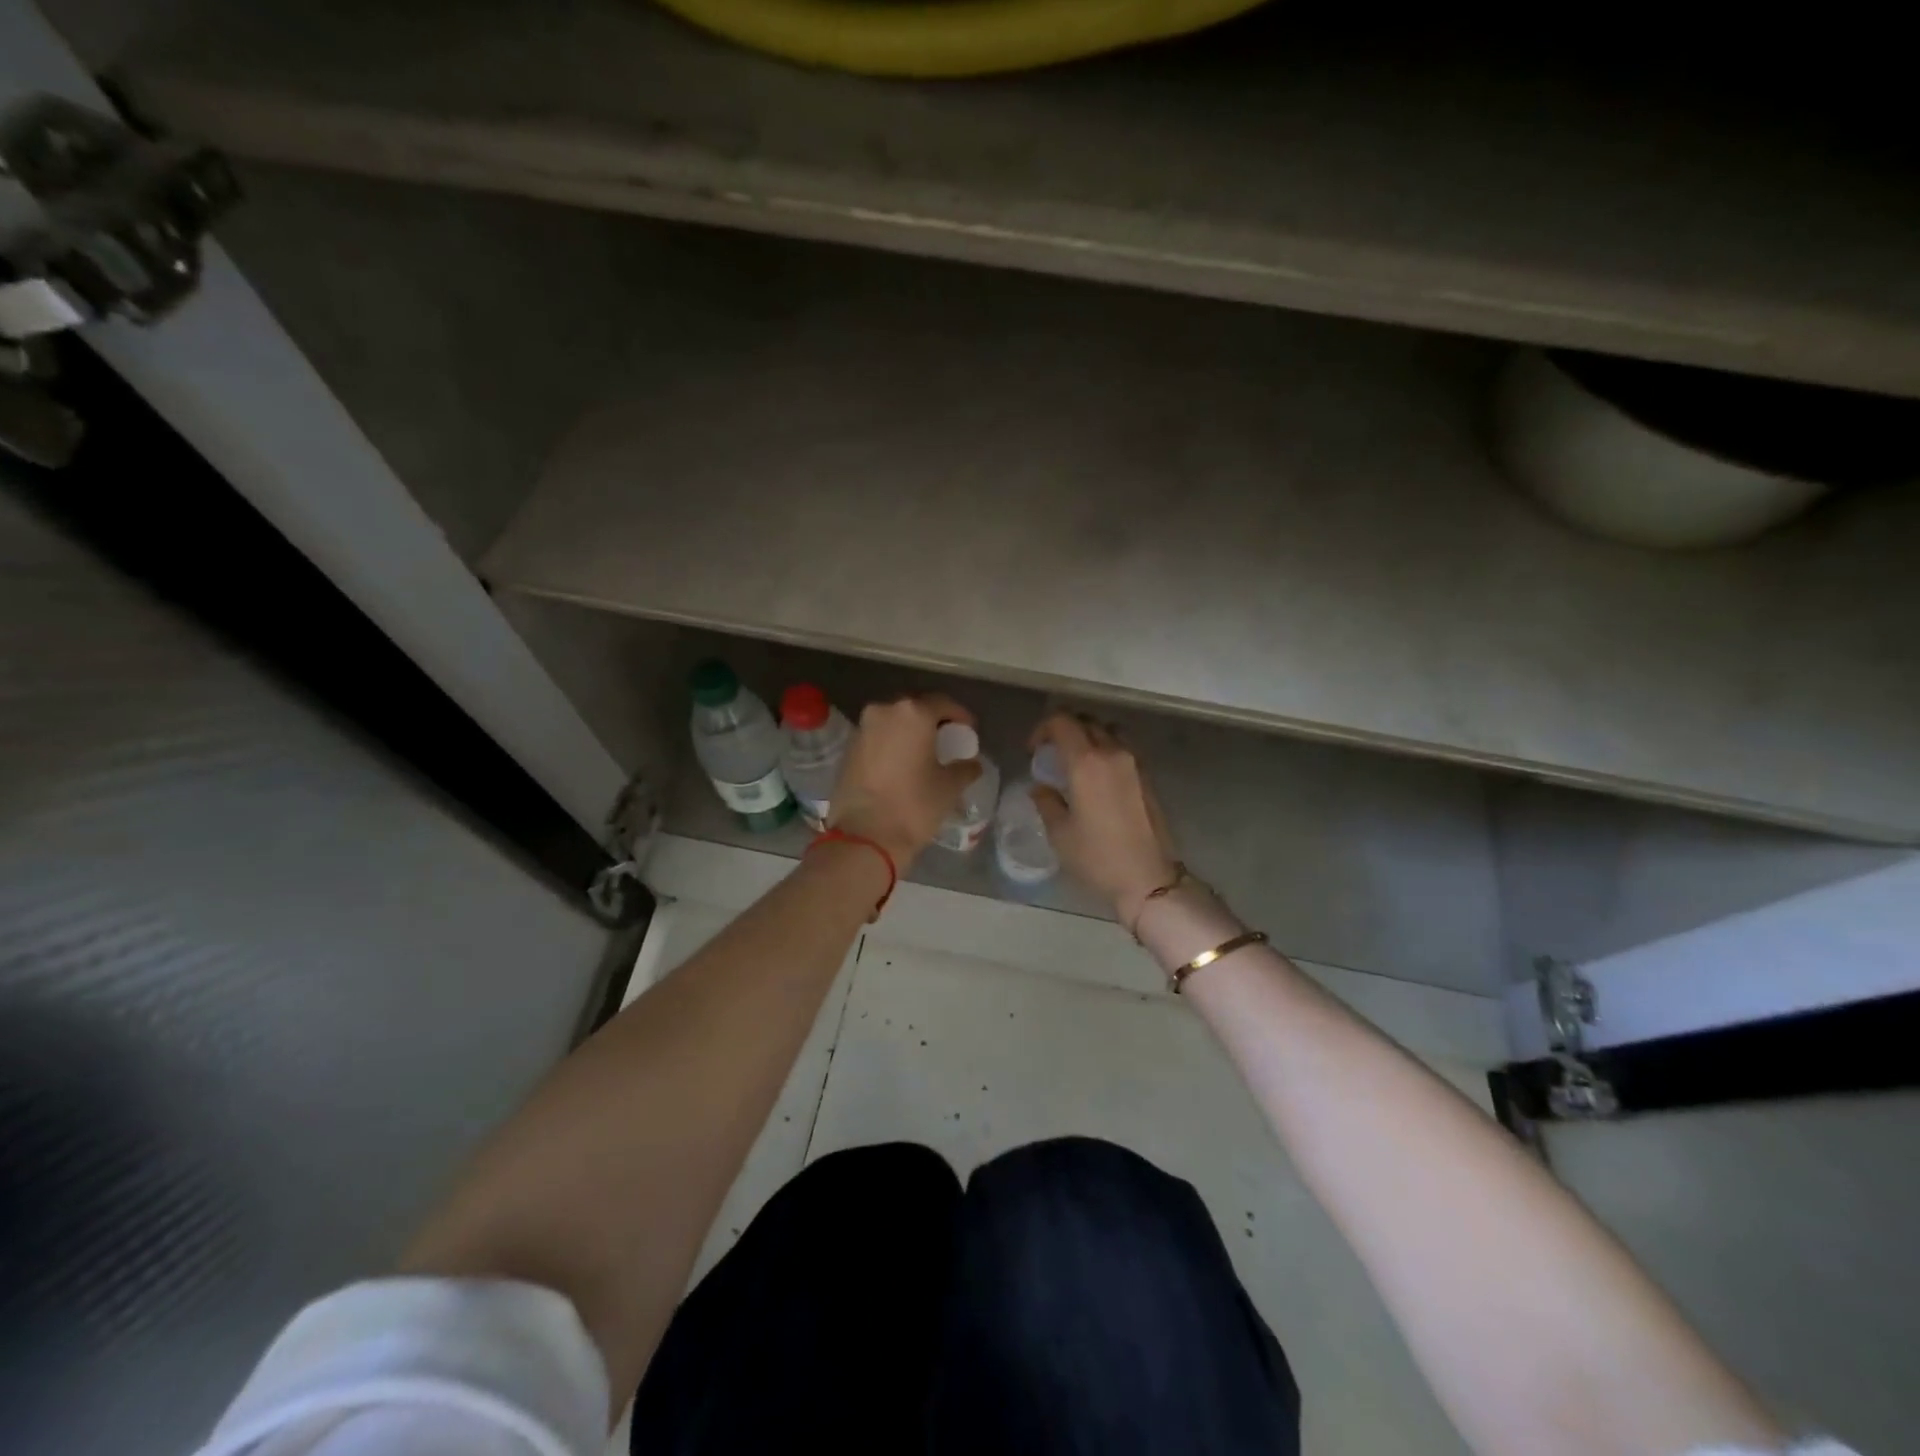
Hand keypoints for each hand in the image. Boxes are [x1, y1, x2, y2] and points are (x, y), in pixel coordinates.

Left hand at [828, 694, 981, 870]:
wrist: (865, 836)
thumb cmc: (914, 805)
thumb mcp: (949, 787)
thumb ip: (965, 768)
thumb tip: (971, 764)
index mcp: (913, 713)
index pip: (943, 704)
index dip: (960, 717)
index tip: (969, 732)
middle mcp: (884, 711)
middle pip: (915, 709)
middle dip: (933, 722)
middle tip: (947, 740)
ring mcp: (862, 728)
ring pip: (893, 722)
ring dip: (910, 733)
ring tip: (924, 753)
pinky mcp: (848, 748)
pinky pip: (878, 738)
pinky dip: (892, 744)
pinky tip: (902, 764)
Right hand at [1029, 713, 1180, 925]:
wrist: (1148, 879)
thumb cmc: (1098, 857)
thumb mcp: (1060, 833)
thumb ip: (1046, 802)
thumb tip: (1040, 787)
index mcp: (1086, 762)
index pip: (1062, 722)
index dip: (1042, 729)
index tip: (1033, 750)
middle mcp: (1113, 753)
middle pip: (1086, 721)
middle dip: (1064, 729)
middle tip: (1050, 752)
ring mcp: (1134, 763)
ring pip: (1107, 731)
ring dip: (1088, 737)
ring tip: (1075, 761)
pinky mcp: (1147, 776)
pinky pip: (1122, 748)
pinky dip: (1105, 750)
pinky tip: (1096, 778)